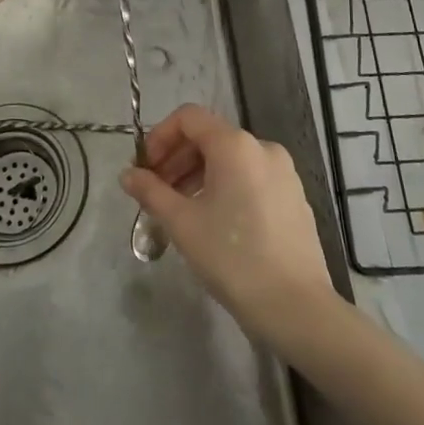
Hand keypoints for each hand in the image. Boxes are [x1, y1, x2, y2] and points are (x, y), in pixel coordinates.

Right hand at [120, 105, 335, 346]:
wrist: (296, 307)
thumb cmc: (233, 257)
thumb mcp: (183, 223)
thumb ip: (151, 191)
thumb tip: (127, 175)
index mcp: (235, 144)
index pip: (189, 117)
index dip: (160, 136)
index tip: (145, 169)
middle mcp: (262, 147)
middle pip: (210, 137)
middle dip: (177, 159)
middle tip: (155, 192)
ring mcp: (283, 172)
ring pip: (230, 159)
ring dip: (198, 175)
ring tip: (180, 210)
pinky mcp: (294, 196)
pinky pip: (251, 177)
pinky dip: (225, 187)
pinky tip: (214, 221)